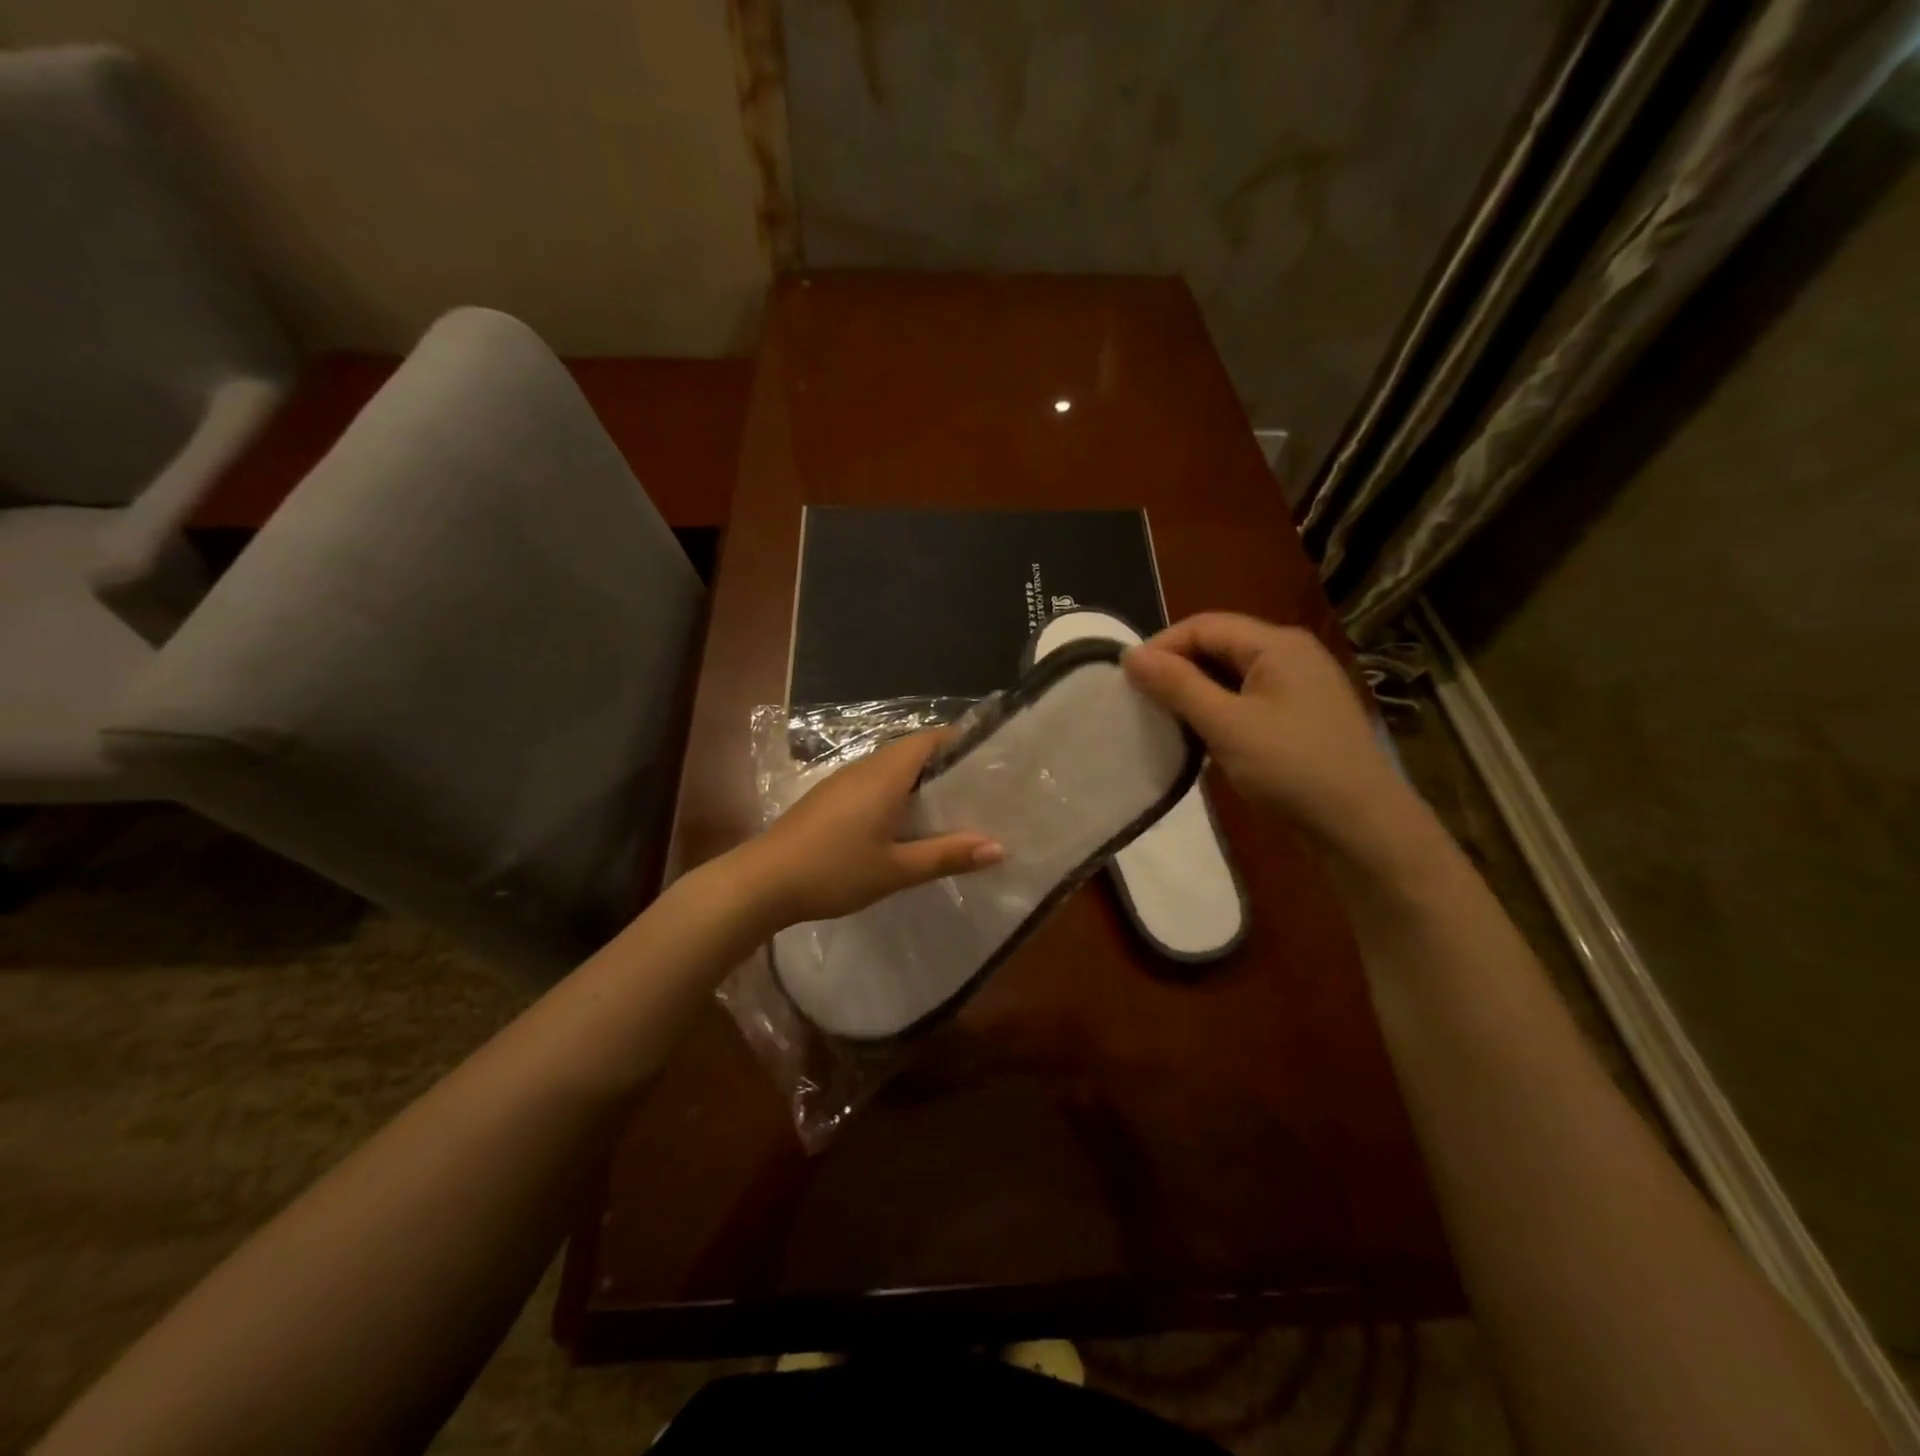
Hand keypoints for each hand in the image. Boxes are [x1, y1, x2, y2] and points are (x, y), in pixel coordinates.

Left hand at [733, 729, 1003, 929]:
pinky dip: (896, 793)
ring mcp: (842, 782)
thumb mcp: (896, 869)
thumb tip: (999, 847)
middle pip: (912, 751)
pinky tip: (904, 824)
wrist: (762, 881)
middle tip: (979, 791)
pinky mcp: (828, 798)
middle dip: (945, 765)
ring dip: (919, 781)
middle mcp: (865, 768)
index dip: (960, 742)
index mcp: (885, 774)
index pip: (929, 738)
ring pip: (890, 768)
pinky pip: (872, 783)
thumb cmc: (834, 870)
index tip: (989, 760)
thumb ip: (947, 855)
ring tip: (950, 808)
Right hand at [1124, 613, 1428, 869]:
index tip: (1127, 679)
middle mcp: (1291, 654)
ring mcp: (1300, 686)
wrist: (1362, 826)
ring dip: (1196, 690)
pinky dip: (1218, 709)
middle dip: (1177, 667)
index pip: (1205, 626)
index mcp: (1277, 644)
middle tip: (1141, 699)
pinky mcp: (1300, 716)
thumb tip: (1130, 655)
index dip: (1162, 646)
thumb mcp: (1227, 725)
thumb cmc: (1292, 768)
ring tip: (1163, 717)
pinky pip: (1248, 698)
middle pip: (1220, 645)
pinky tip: (1201, 734)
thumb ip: (1177, 686)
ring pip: (1232, 674)